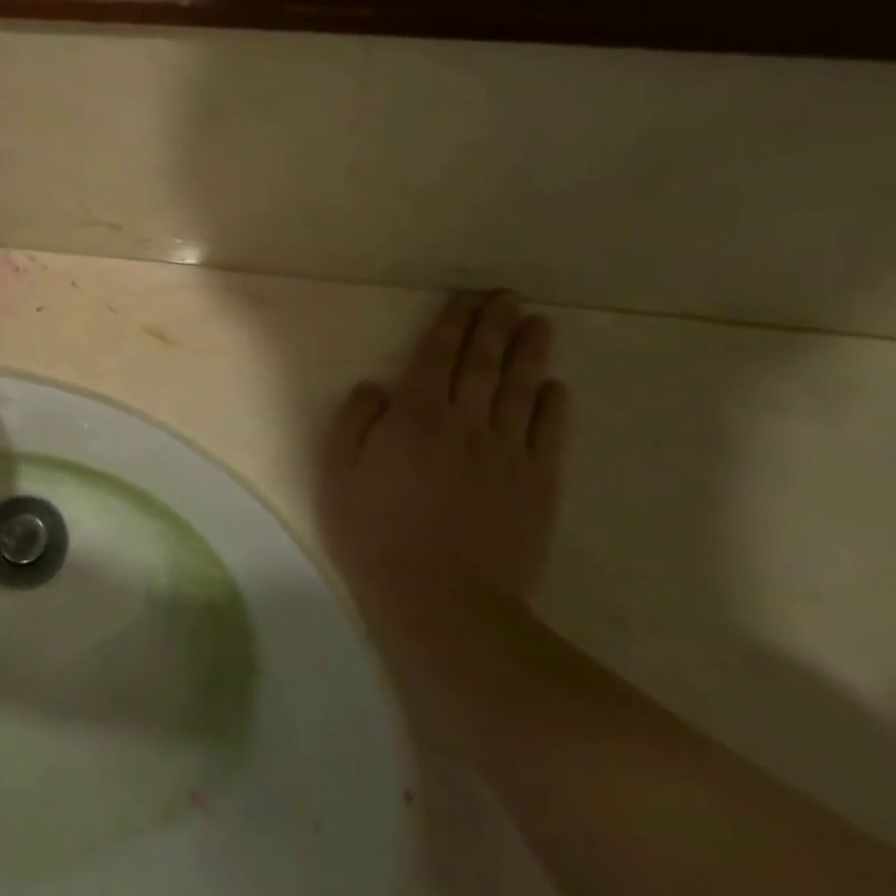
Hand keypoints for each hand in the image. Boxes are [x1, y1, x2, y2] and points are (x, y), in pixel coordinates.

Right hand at [318, 292, 569, 625]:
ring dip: (530, 352)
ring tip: (539, 324)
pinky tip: (555, 387)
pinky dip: (553, 405)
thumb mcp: (339, 473)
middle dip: (495, 325)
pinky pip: (548, 434)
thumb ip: (355, 421)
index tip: (466, 299)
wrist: (443, 600)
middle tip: (508, 296)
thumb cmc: (376, 533)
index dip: (452, 324)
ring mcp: (507, 452)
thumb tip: (376, 386)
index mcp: (416, 416)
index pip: (437, 356)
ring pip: (521, 389)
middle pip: (484, 363)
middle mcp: (466, 423)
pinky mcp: (537, 484)